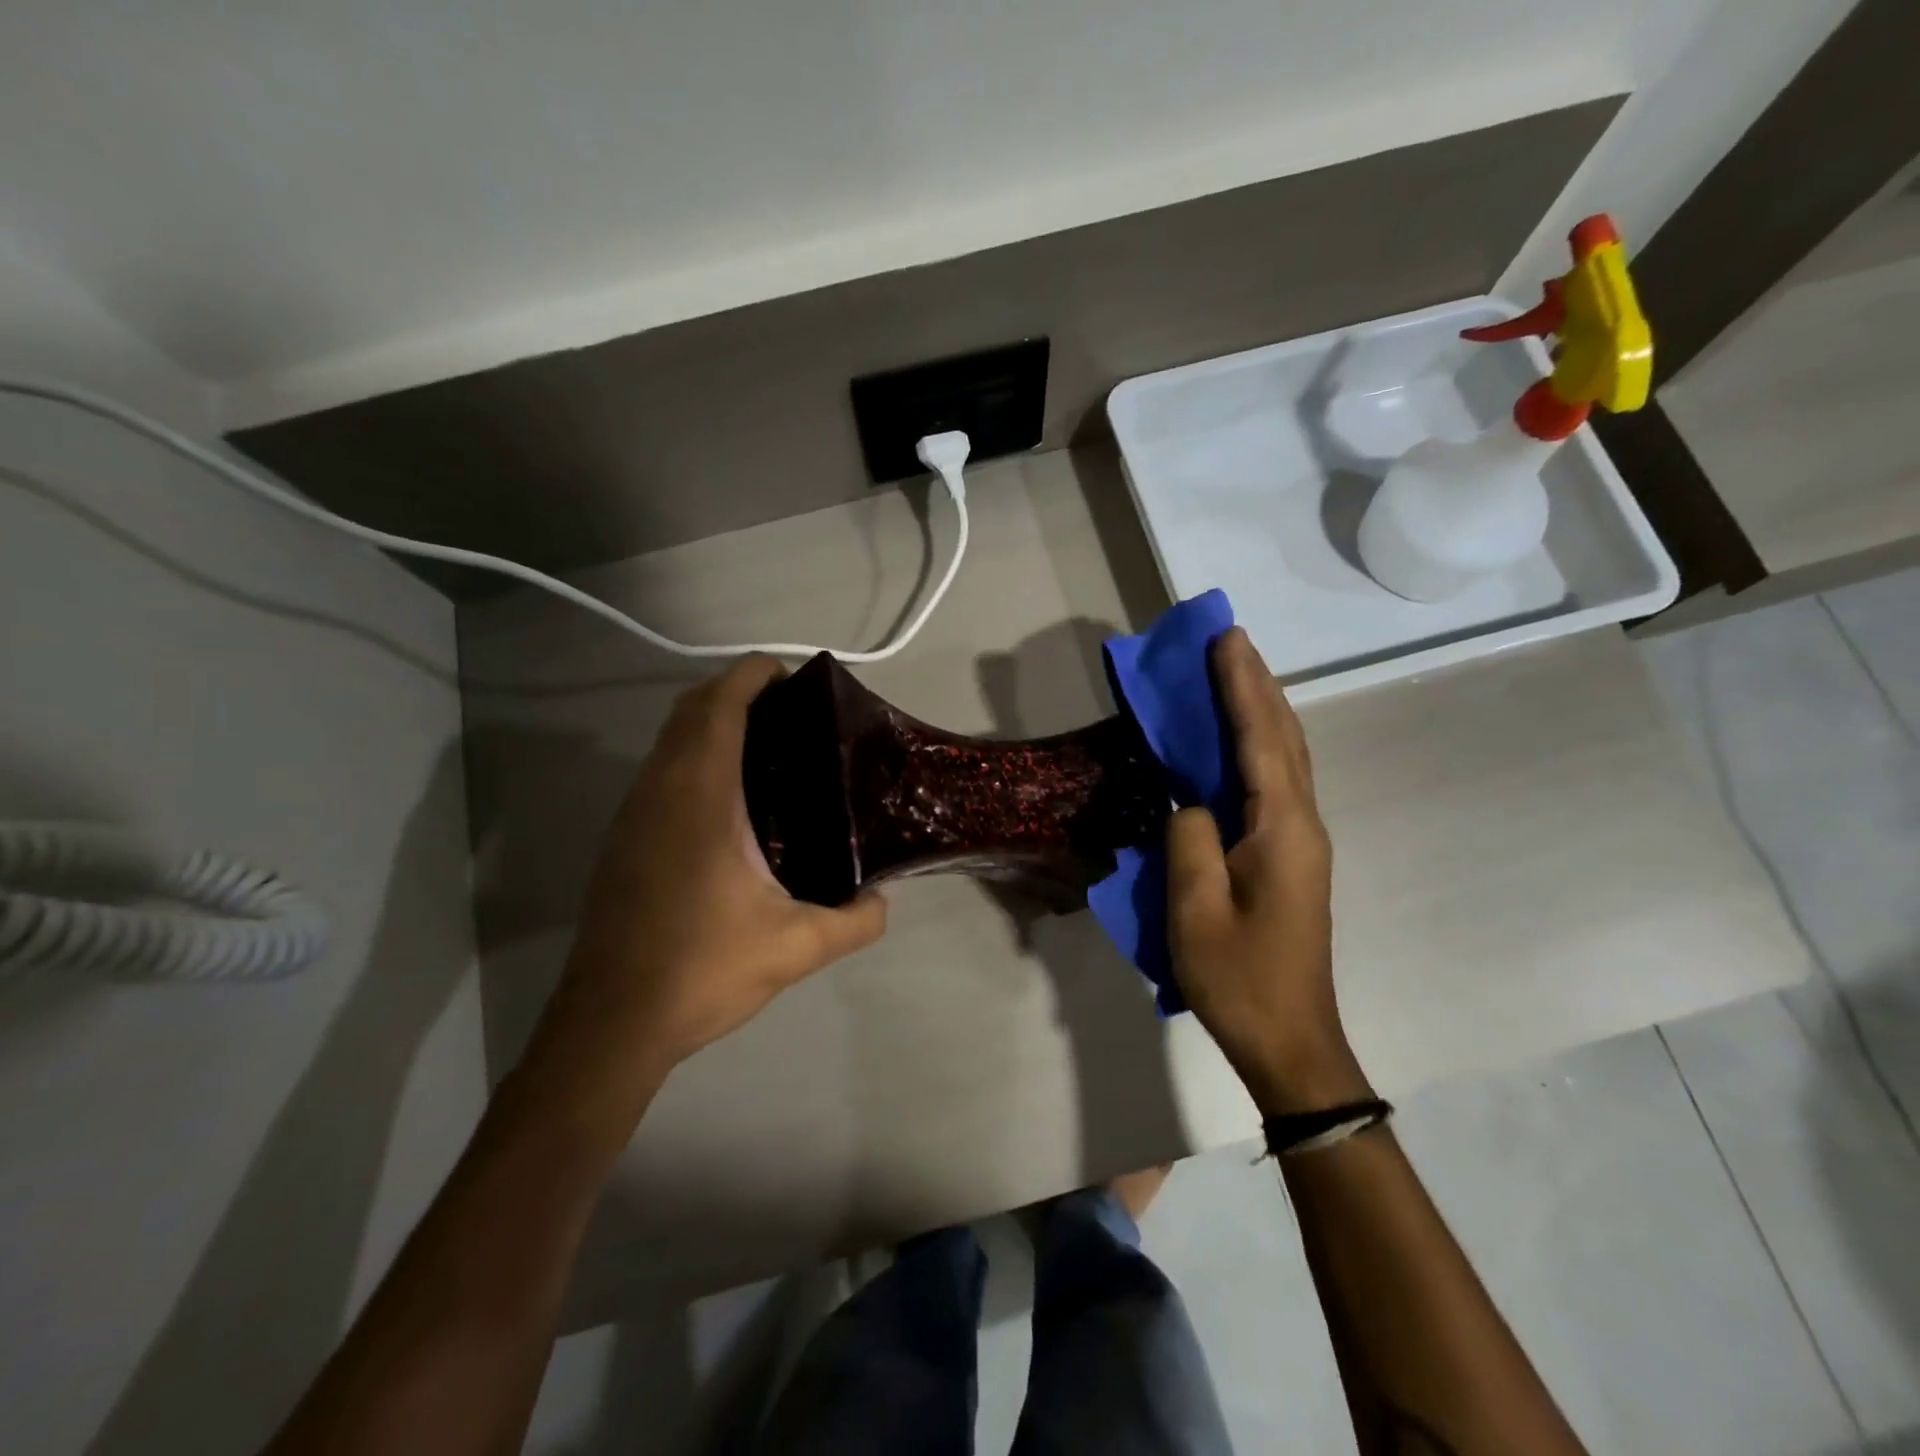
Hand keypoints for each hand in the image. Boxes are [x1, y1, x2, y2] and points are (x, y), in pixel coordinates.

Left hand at [527, 657, 886, 1126]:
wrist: (612, 1022)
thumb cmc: (702, 969)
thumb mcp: (796, 948)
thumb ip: (854, 921)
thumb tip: (883, 902)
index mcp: (701, 797)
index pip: (719, 706)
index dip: (750, 675)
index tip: (789, 673)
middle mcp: (660, 791)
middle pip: (689, 710)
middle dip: (733, 691)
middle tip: (790, 710)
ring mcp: (633, 814)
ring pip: (669, 741)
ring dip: (708, 723)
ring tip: (766, 747)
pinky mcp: (623, 840)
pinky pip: (659, 771)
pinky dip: (692, 756)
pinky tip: (729, 800)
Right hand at [1166, 628, 1369, 1115]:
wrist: (1290, 1039)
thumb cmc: (1239, 977)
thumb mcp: (1195, 910)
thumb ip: (1189, 839)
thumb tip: (1192, 802)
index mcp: (1282, 830)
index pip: (1260, 739)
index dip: (1241, 686)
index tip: (1224, 639)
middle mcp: (1302, 824)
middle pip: (1284, 737)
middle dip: (1257, 685)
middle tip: (1229, 642)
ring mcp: (1301, 841)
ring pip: (1286, 757)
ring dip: (1262, 709)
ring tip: (1235, 673)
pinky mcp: (1290, 857)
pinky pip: (1275, 782)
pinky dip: (1259, 744)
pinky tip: (1241, 740)